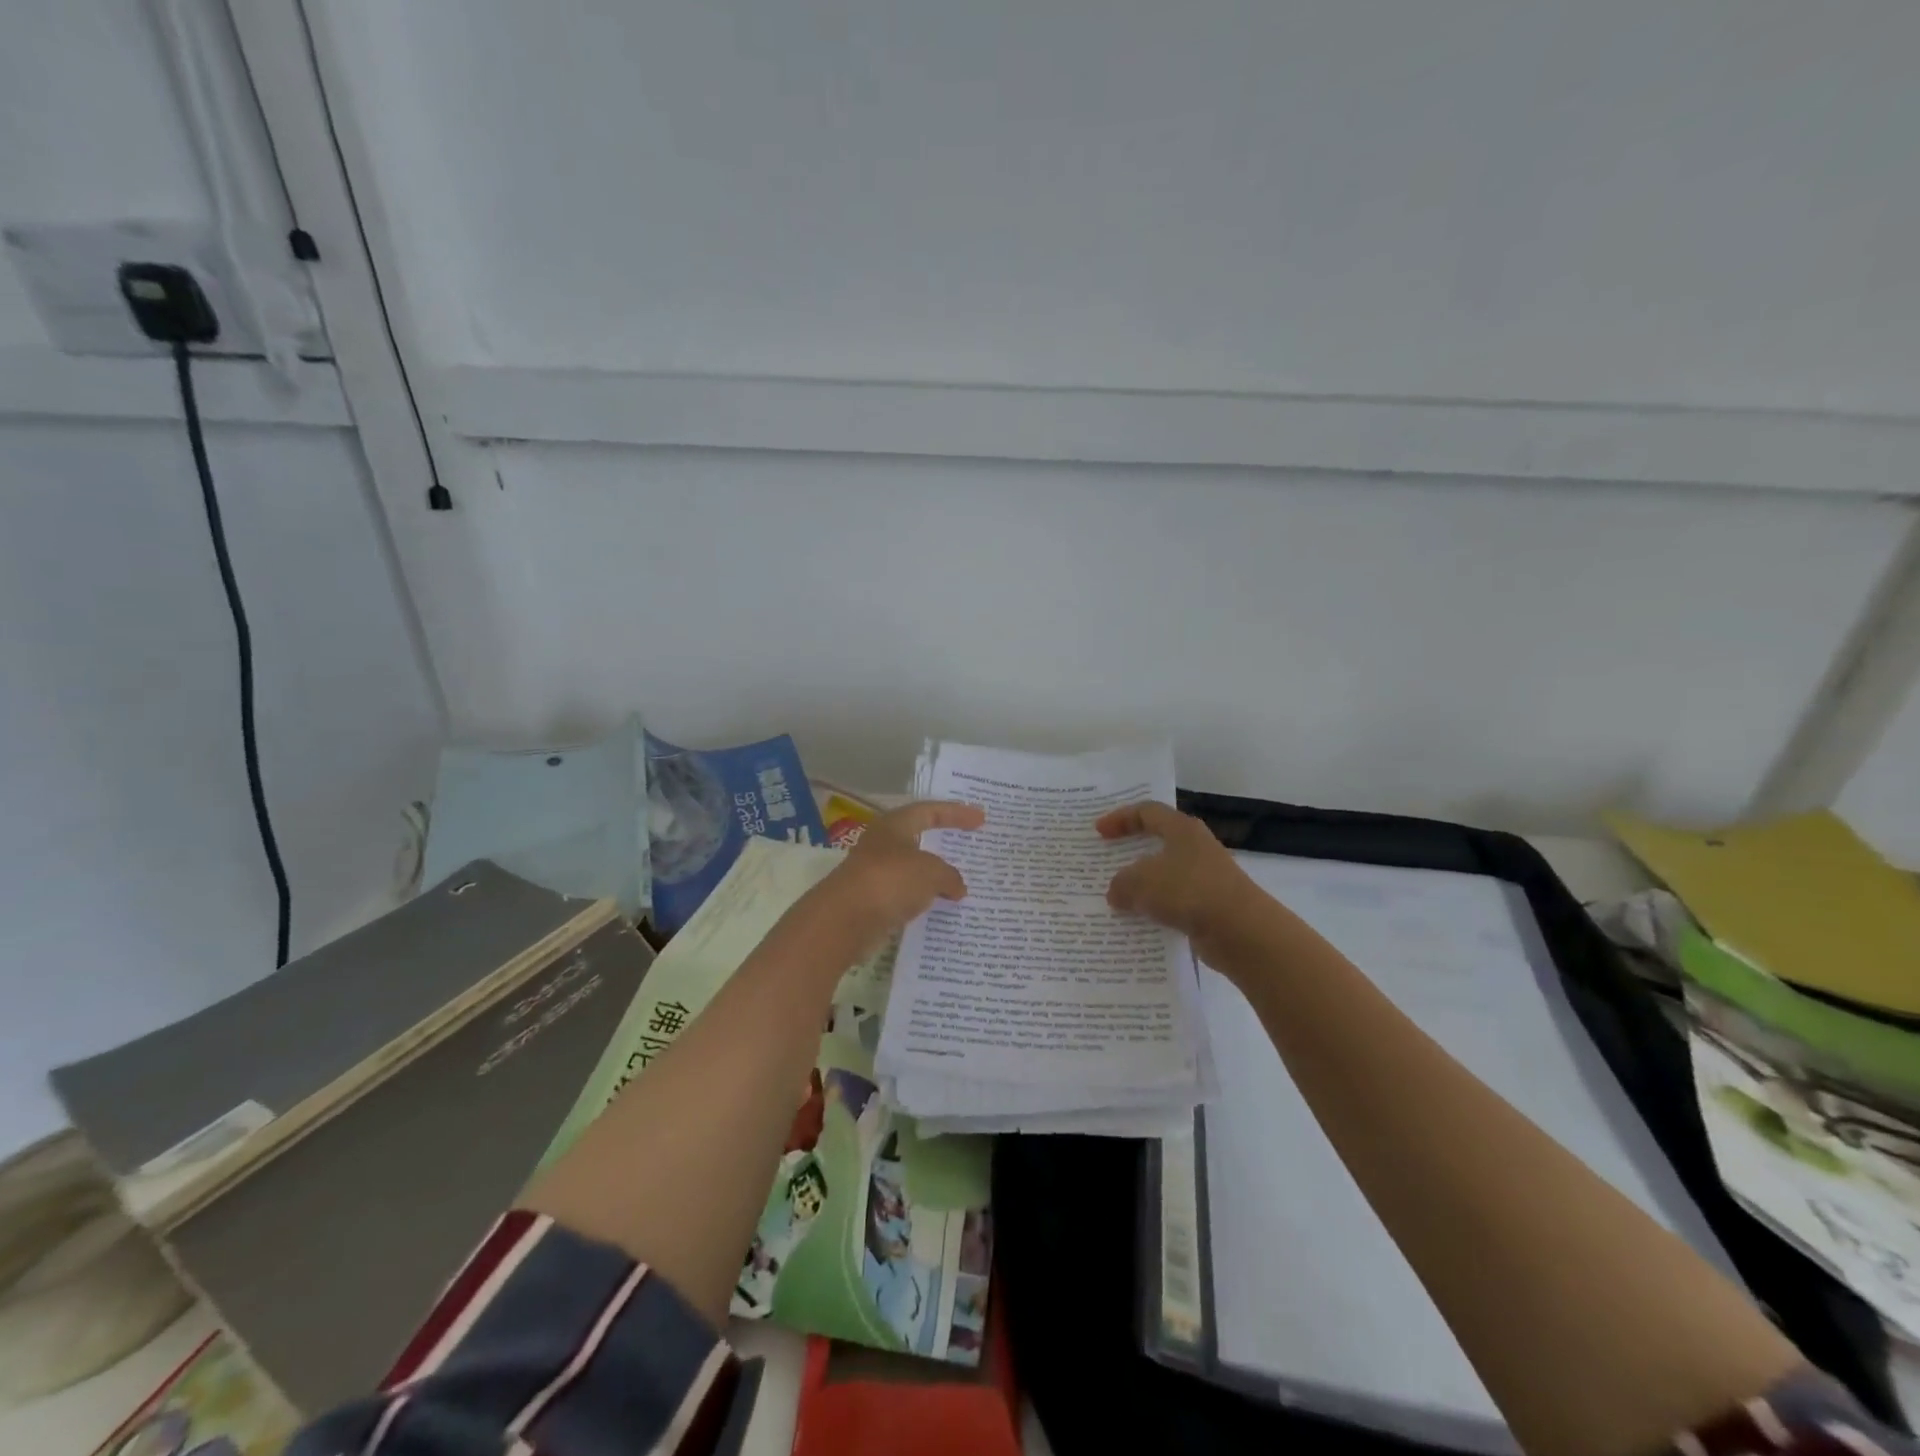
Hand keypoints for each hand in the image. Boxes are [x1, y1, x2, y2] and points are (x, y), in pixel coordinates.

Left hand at [814, 800, 985, 954]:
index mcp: (894, 825)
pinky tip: (939, 907)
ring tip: (960, 884)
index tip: (981, 819)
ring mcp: (875, 873)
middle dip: (943, 844)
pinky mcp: (871, 901)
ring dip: (933, 875)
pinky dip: (922, 898)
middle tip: (969, 848)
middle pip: (918, 838)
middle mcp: (882, 844)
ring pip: (912, 869)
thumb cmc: (890, 881)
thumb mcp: (931, 873)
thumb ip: (950, 876)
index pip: (929, 811)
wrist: (844, 920)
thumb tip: (958, 887)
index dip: (956, 813)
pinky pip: (905, 894)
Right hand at [1097, 801, 1264, 966]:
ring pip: (1165, 877)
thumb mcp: (1141, 882)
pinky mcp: (1210, 907)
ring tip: (1116, 898)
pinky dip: (1156, 911)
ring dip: (1142, 887)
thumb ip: (1121, 883)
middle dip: (1130, 853)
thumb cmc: (1188, 891)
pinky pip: (1174, 904)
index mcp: (1182, 829)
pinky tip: (1138, 924)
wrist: (1241, 932)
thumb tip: (1116, 892)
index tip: (1098, 832)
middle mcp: (1196, 848)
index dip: (1120, 818)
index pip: (1147, 812)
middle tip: (1106, 862)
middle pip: (1157, 843)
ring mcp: (1206, 879)